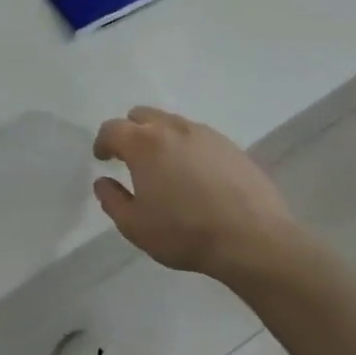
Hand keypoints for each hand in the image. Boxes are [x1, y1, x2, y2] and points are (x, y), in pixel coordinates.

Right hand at [93, 106, 298, 278]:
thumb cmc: (185, 233)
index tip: (103, 158)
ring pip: (172, 123)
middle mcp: (172, 128)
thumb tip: (103, 181)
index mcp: (144, 143)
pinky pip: (198, 136)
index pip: (112, 128)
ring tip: (165, 167)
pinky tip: (195, 175)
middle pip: (142, 115)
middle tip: (130, 158)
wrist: (253, 239)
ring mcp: (204, 133)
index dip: (103, 142)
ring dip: (160, 137)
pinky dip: (187, 147)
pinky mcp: (230, 145)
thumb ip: (112, 200)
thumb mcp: (135, 226)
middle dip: (131, 132)